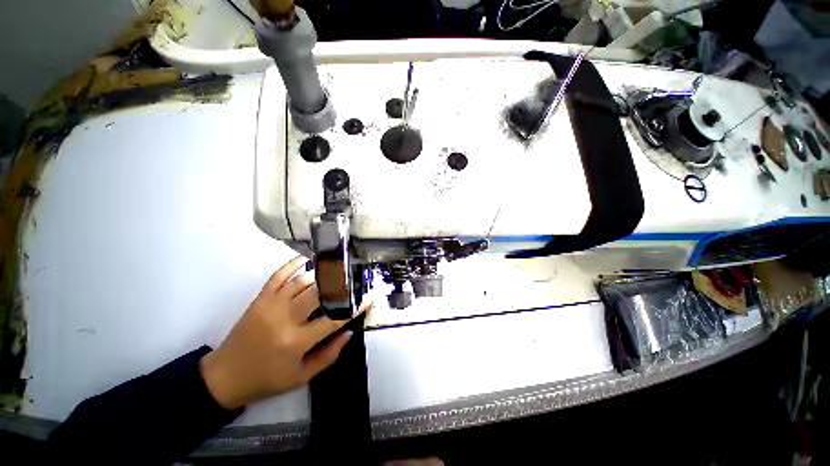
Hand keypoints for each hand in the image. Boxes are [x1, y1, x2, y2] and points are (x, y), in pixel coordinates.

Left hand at [200, 256, 366, 409]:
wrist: (224, 377)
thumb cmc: (266, 379)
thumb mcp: (301, 376)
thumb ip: (329, 355)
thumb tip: (348, 332)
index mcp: (296, 342)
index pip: (333, 319)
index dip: (353, 308)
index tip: (367, 298)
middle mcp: (284, 319)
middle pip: (319, 293)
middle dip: (340, 285)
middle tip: (353, 280)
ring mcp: (270, 306)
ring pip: (302, 281)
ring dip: (322, 274)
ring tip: (336, 270)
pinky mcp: (260, 299)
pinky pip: (278, 276)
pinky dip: (292, 264)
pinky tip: (307, 259)